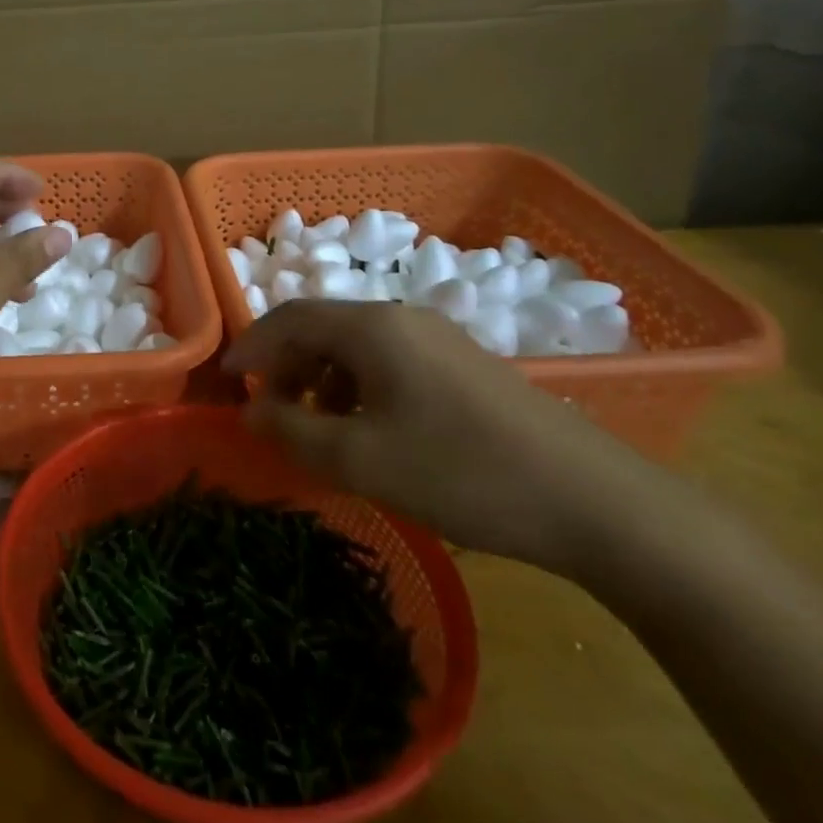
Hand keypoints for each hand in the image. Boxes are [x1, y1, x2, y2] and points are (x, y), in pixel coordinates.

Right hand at [224, 301, 655, 573]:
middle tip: (271, 414)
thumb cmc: (463, 472)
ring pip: (355, 348)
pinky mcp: (464, 367)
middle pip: (321, 328)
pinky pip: (389, 364)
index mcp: (373, 328)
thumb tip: (250, 411)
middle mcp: (402, 319)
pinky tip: (369, 432)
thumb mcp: (362, 460)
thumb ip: (293, 432)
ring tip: (318, 430)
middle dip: (285, 367)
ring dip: (322, 381)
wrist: (596, 503)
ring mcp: (439, 340)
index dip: (250, 348)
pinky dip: (358, 389)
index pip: (289, 319)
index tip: (226, 382)